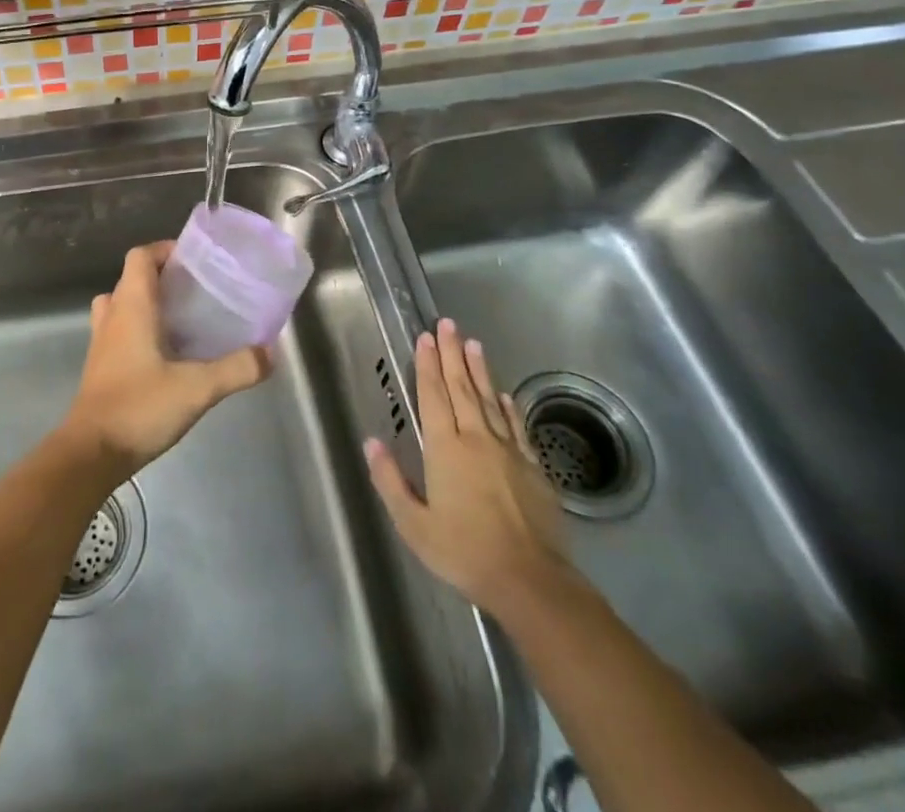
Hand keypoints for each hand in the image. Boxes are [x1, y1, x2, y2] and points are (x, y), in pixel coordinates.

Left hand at [57, 241, 272, 480]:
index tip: (194, 261)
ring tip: (181, 318)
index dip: (164, 250)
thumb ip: (236, 368)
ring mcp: (101, 342)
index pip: (140, 256)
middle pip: (132, 278)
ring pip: (121, 304)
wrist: (91, 453)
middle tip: (197, 291)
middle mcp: (113, 316)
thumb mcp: (197, 388)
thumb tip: (269, 352)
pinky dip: (139, 329)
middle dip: (163, 277)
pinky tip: (166, 354)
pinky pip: (118, 330)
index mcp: (131, 306)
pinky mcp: (100, 366)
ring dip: (147, 303)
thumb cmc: (139, 407)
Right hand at [364, 318, 572, 620]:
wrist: (530, 581)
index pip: (433, 395)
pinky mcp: (533, 467)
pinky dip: (508, 406)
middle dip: (452, 353)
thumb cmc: (464, 552)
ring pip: (489, 399)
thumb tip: (371, 441)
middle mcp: (476, 438)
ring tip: (473, 343)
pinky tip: (504, 394)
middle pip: (462, 387)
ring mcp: (508, 450)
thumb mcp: (413, 524)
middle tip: (448, 324)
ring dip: (479, 369)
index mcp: (444, 448)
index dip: (427, 365)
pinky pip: (516, 426)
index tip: (425, 337)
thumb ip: (390, 480)